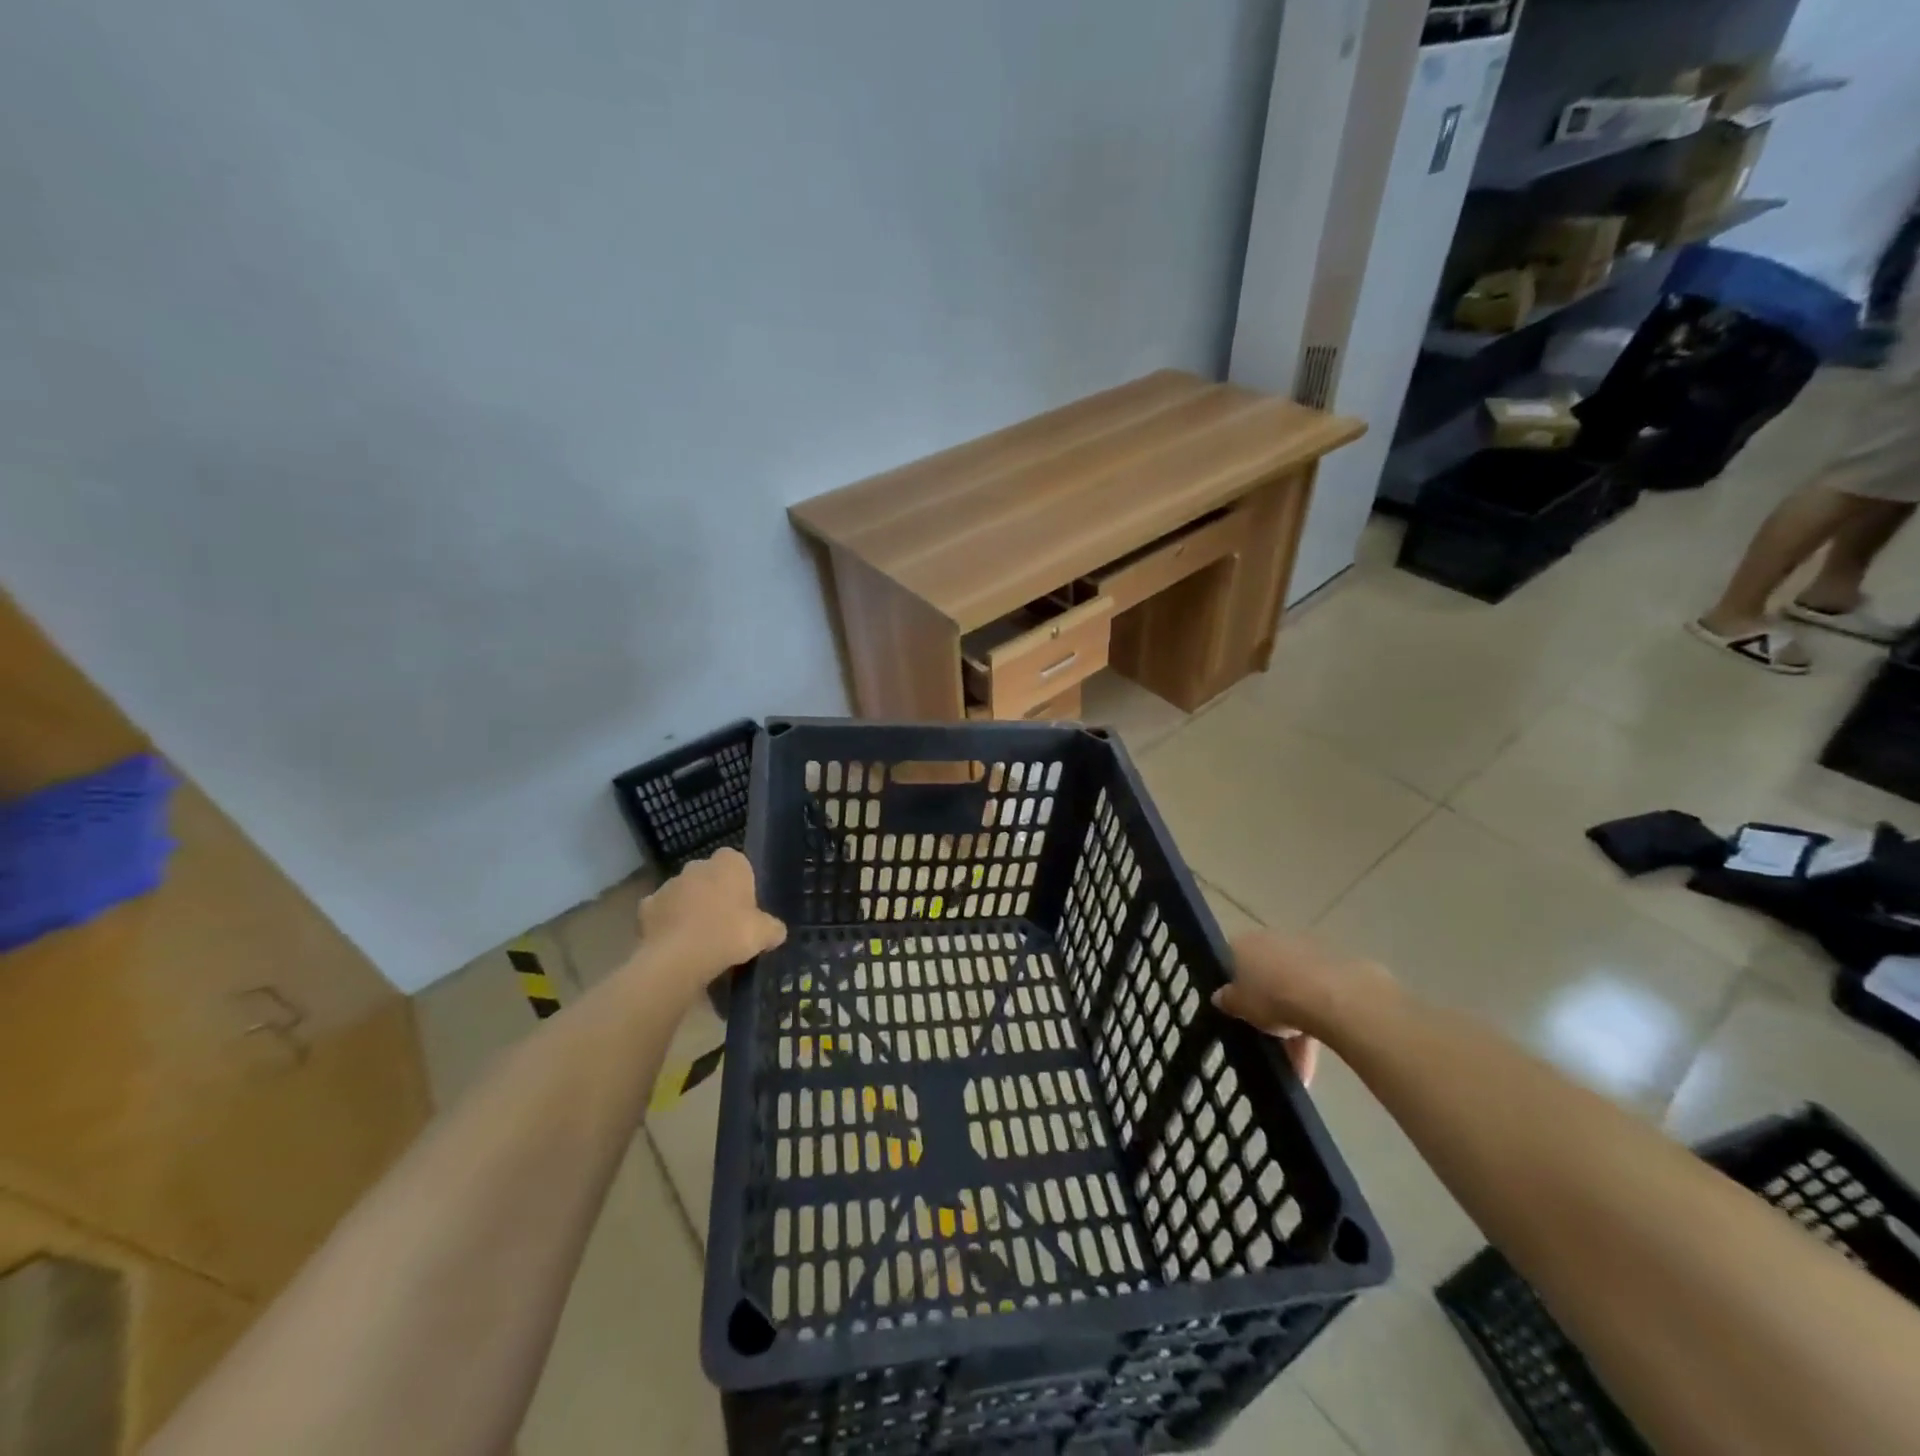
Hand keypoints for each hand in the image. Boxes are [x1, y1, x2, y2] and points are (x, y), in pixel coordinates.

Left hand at [633, 849, 785, 998]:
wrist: (679, 958)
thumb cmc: (729, 934)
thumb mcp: (764, 934)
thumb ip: (773, 929)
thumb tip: (777, 931)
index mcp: (729, 864)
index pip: (736, 861)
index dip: (740, 880)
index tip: (744, 903)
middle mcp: (697, 866)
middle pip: (708, 875)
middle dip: (713, 892)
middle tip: (723, 921)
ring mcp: (669, 884)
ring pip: (683, 892)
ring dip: (688, 906)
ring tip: (698, 937)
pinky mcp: (646, 907)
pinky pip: (660, 911)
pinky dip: (666, 922)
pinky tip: (674, 942)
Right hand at [1213, 931, 1397, 1084]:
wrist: (1329, 995)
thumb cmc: (1271, 996)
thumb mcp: (1238, 1006)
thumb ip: (1227, 1000)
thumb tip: (1219, 996)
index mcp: (1242, 944)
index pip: (1231, 961)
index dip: (1234, 986)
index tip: (1238, 1010)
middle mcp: (1270, 940)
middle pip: (1264, 975)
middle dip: (1267, 1008)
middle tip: (1269, 1039)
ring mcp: (1303, 951)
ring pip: (1291, 990)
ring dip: (1293, 1024)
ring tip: (1297, 1064)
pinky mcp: (1333, 967)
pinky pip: (1315, 996)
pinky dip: (1313, 1022)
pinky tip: (1315, 1055)